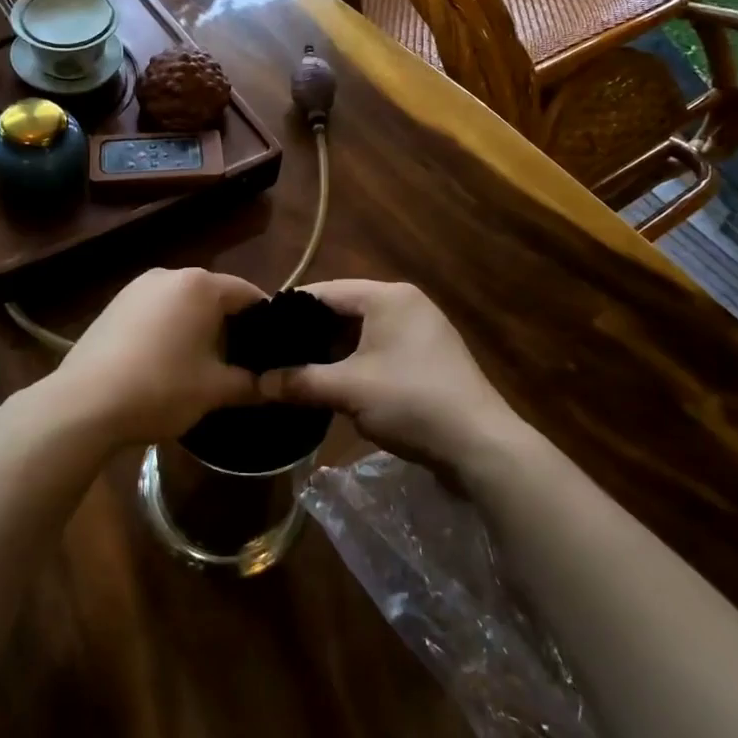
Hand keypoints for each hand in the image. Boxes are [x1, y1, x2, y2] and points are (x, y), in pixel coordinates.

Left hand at [48, 268, 265, 446]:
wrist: (85, 403)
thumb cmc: (161, 388)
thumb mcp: (214, 390)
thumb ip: (251, 384)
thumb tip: (276, 387)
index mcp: (200, 285)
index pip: (247, 294)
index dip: (265, 321)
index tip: (273, 350)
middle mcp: (169, 274)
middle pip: (214, 295)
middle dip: (231, 325)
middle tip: (241, 362)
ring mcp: (137, 287)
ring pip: (183, 303)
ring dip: (198, 327)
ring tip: (204, 365)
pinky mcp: (114, 305)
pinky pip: (156, 311)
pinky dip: (170, 329)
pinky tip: (166, 362)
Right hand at [258, 280, 525, 472]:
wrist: (481, 445)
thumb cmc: (412, 402)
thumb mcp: (348, 390)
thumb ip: (300, 381)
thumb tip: (257, 383)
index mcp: (388, 296)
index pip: (325, 292)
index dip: (289, 310)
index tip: (259, 330)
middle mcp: (406, 304)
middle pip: (344, 311)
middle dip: (310, 335)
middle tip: (273, 355)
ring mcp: (421, 332)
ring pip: (361, 334)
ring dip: (331, 353)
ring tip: (295, 371)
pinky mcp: (428, 359)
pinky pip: (380, 351)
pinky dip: (355, 364)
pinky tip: (333, 384)